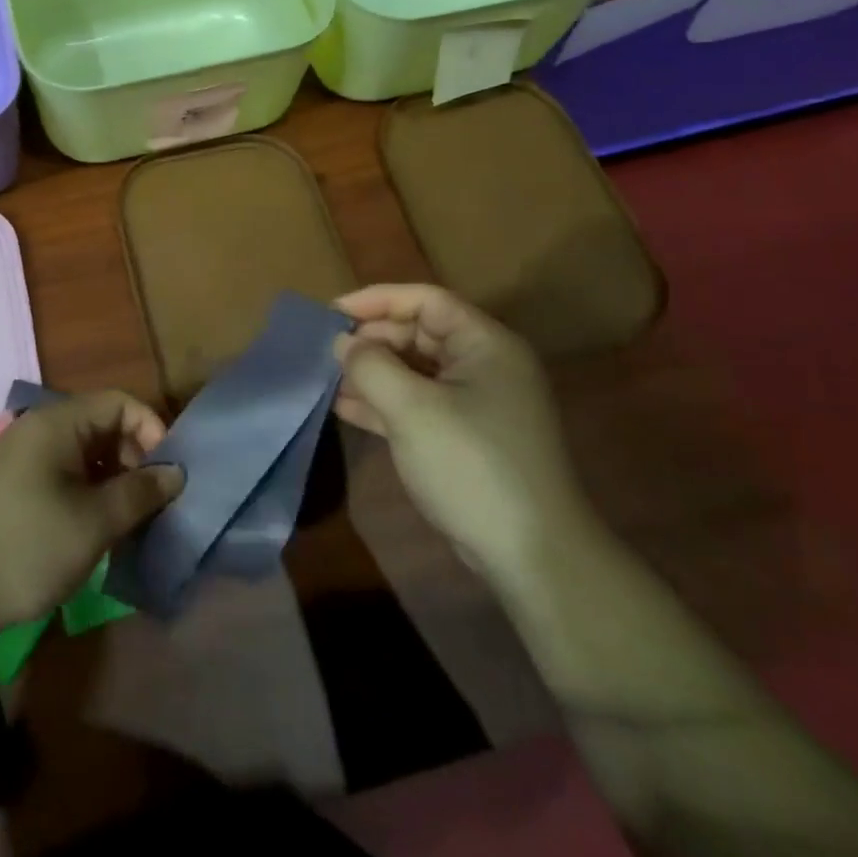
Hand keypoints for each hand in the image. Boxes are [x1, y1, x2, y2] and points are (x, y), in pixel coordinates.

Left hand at [0, 389, 183, 643]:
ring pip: (84, 450)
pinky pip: (63, 470)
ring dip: (112, 477)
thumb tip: (176, 473)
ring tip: (129, 518)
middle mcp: (38, 428)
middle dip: (134, 457)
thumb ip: (139, 493)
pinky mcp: (13, 483)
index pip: (119, 403)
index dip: (152, 431)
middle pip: (102, 424)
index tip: (170, 474)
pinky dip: (88, 489)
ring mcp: (22, 455)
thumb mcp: (94, 523)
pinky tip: (97, 525)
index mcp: (56, 423)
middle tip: (151, 502)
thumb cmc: (27, 548)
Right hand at [334, 283, 594, 587]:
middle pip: (418, 333)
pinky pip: (418, 404)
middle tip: (326, 352)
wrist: (532, 556)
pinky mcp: (466, 437)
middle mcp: (484, 365)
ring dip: (372, 372)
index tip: (331, 314)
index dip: (376, 300)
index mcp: (485, 344)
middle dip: (371, 340)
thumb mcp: (411, 408)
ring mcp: (477, 404)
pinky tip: (345, 408)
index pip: (425, 300)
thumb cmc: (471, 464)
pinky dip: (383, 403)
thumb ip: (370, 366)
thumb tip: (343, 343)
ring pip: (414, 371)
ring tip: (327, 379)